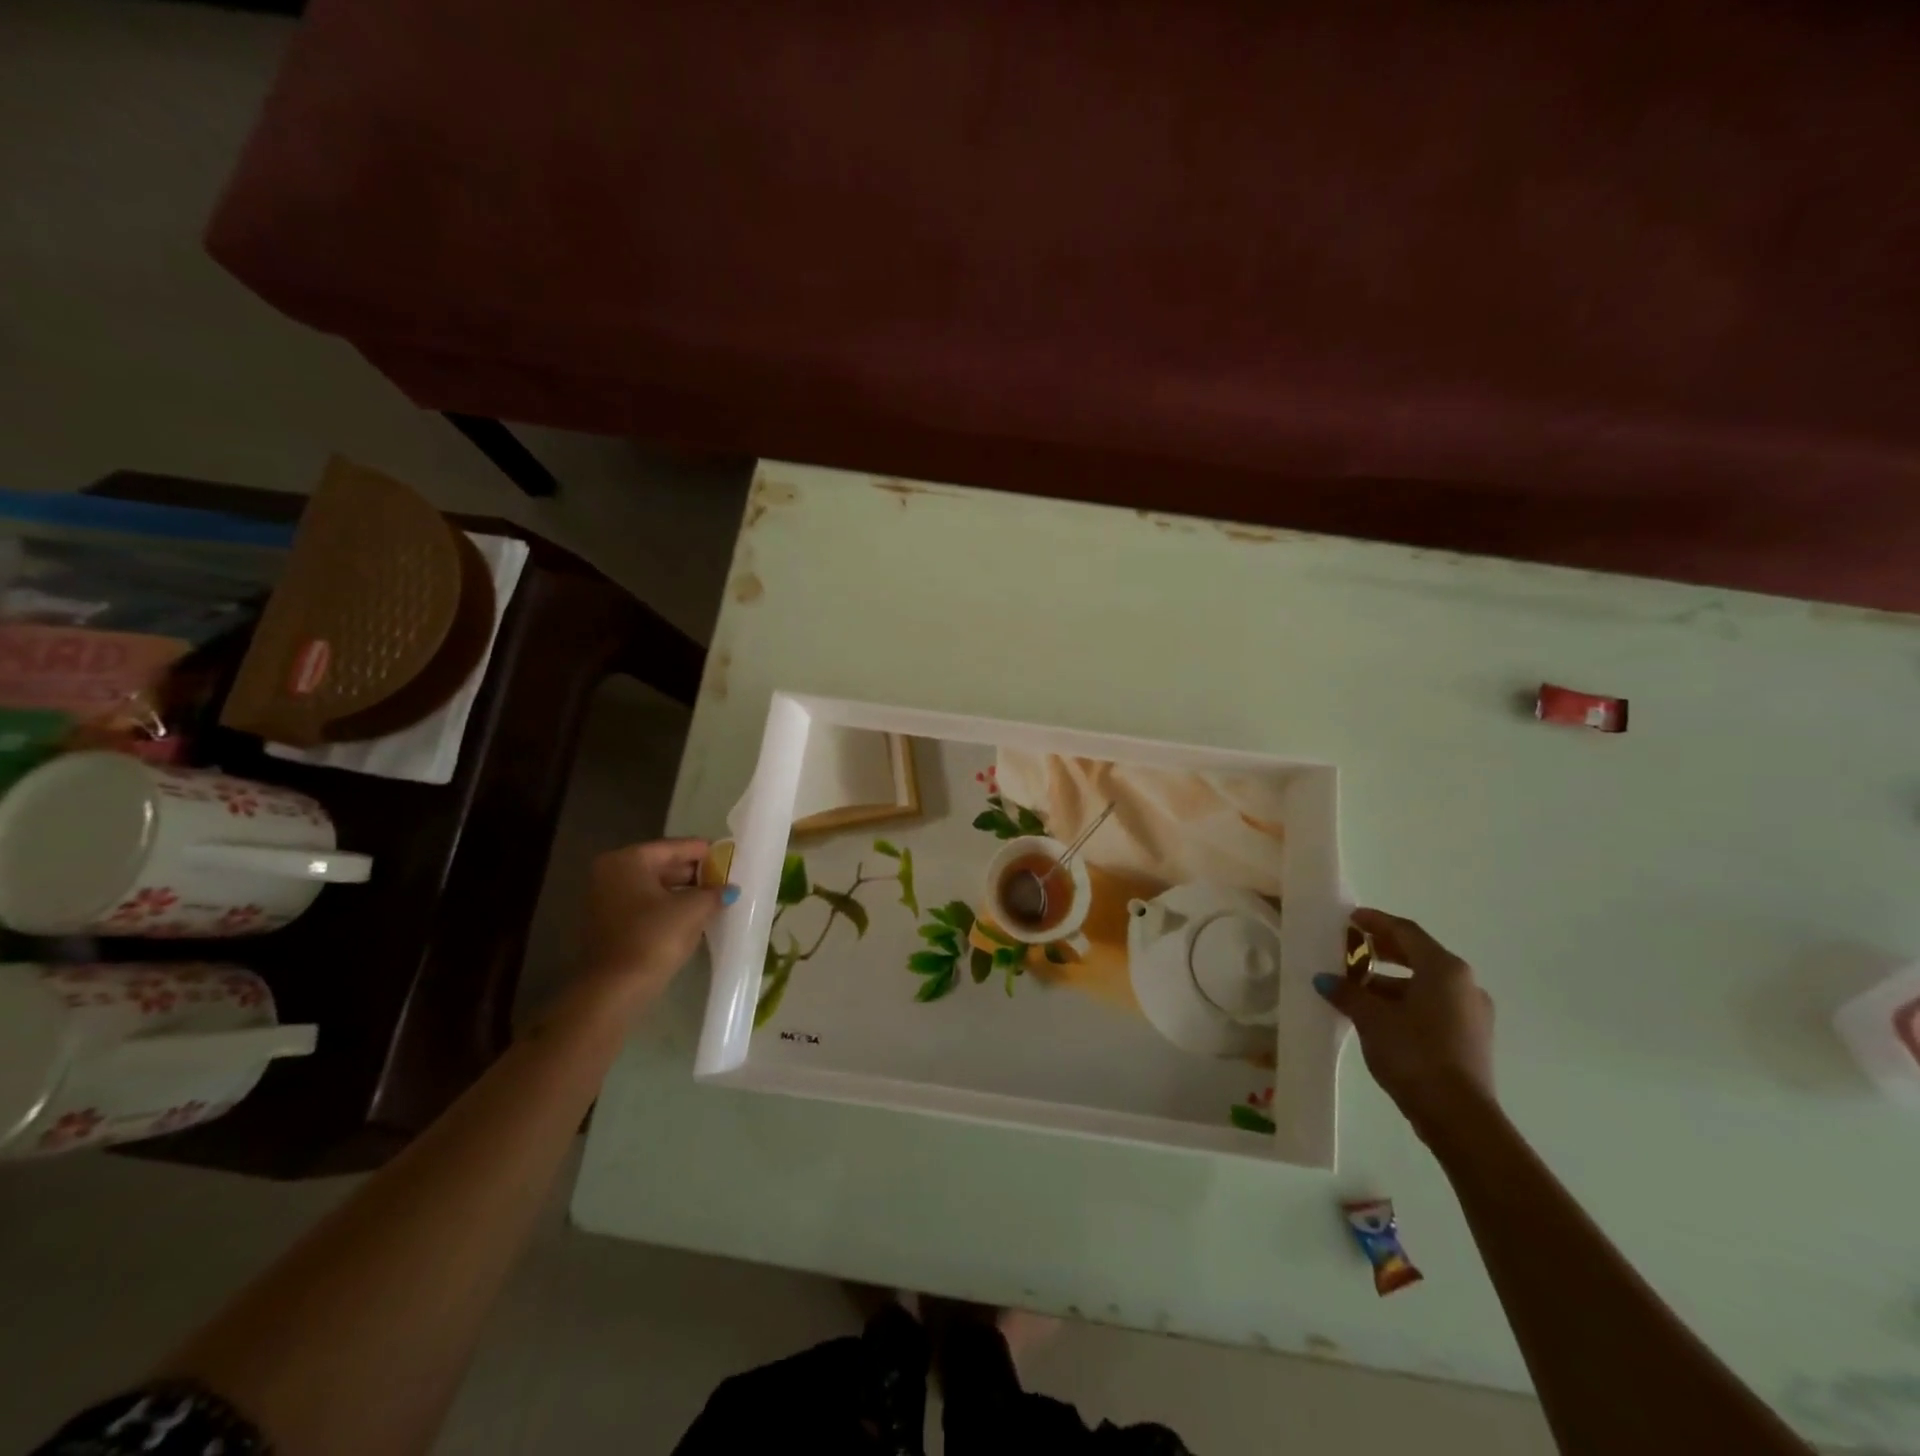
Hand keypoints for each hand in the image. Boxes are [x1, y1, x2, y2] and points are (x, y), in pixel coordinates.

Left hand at [581, 839, 733, 1004]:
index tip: (731, 856)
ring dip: (684, 892)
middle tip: (726, 879)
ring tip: (715, 898)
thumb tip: (730, 889)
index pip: (676, 847)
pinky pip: (646, 906)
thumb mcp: (693, 910)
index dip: (707, 852)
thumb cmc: (653, 938)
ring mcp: (606, 900)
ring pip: (655, 888)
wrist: (614, 990)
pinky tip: (693, 916)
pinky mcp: (609, 925)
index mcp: (628, 860)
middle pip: (663, 865)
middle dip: (695, 873)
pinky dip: (669, 908)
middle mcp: (611, 873)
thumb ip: (714, 892)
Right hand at [1315, 908, 1495, 1139]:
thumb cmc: (1413, 1052)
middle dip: (1382, 950)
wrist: (1458, 1115)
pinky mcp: (1470, 1037)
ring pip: (1425, 983)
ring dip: (1390, 980)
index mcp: (1444, 969)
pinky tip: (1378, 1014)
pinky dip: (1405, 1001)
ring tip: (1356, 987)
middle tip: (1351, 948)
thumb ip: (1347, 992)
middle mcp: (1464, 984)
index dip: (1375, 921)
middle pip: (1418, 955)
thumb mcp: (1371, 1018)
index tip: (1350, 918)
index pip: (1405, 931)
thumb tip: (1325, 979)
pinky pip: (1433, 1005)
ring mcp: (1472, 1012)